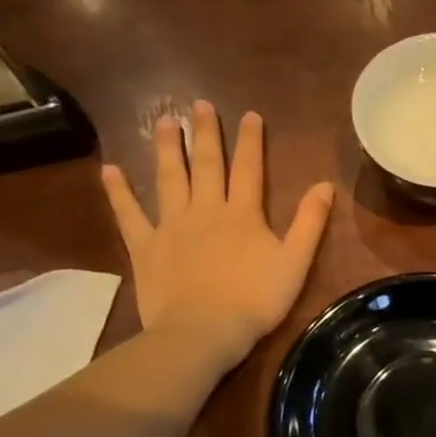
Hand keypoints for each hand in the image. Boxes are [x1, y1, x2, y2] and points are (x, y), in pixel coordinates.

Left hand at [100, 100, 333, 368]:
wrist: (203, 332)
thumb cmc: (255, 299)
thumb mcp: (296, 262)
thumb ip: (310, 222)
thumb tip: (325, 184)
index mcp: (243, 214)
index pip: (249, 168)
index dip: (251, 140)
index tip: (249, 114)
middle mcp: (206, 210)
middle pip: (207, 165)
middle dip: (206, 134)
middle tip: (199, 104)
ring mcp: (171, 227)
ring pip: (169, 179)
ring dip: (167, 149)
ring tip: (163, 120)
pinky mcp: (144, 247)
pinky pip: (129, 214)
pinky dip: (119, 192)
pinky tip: (110, 170)